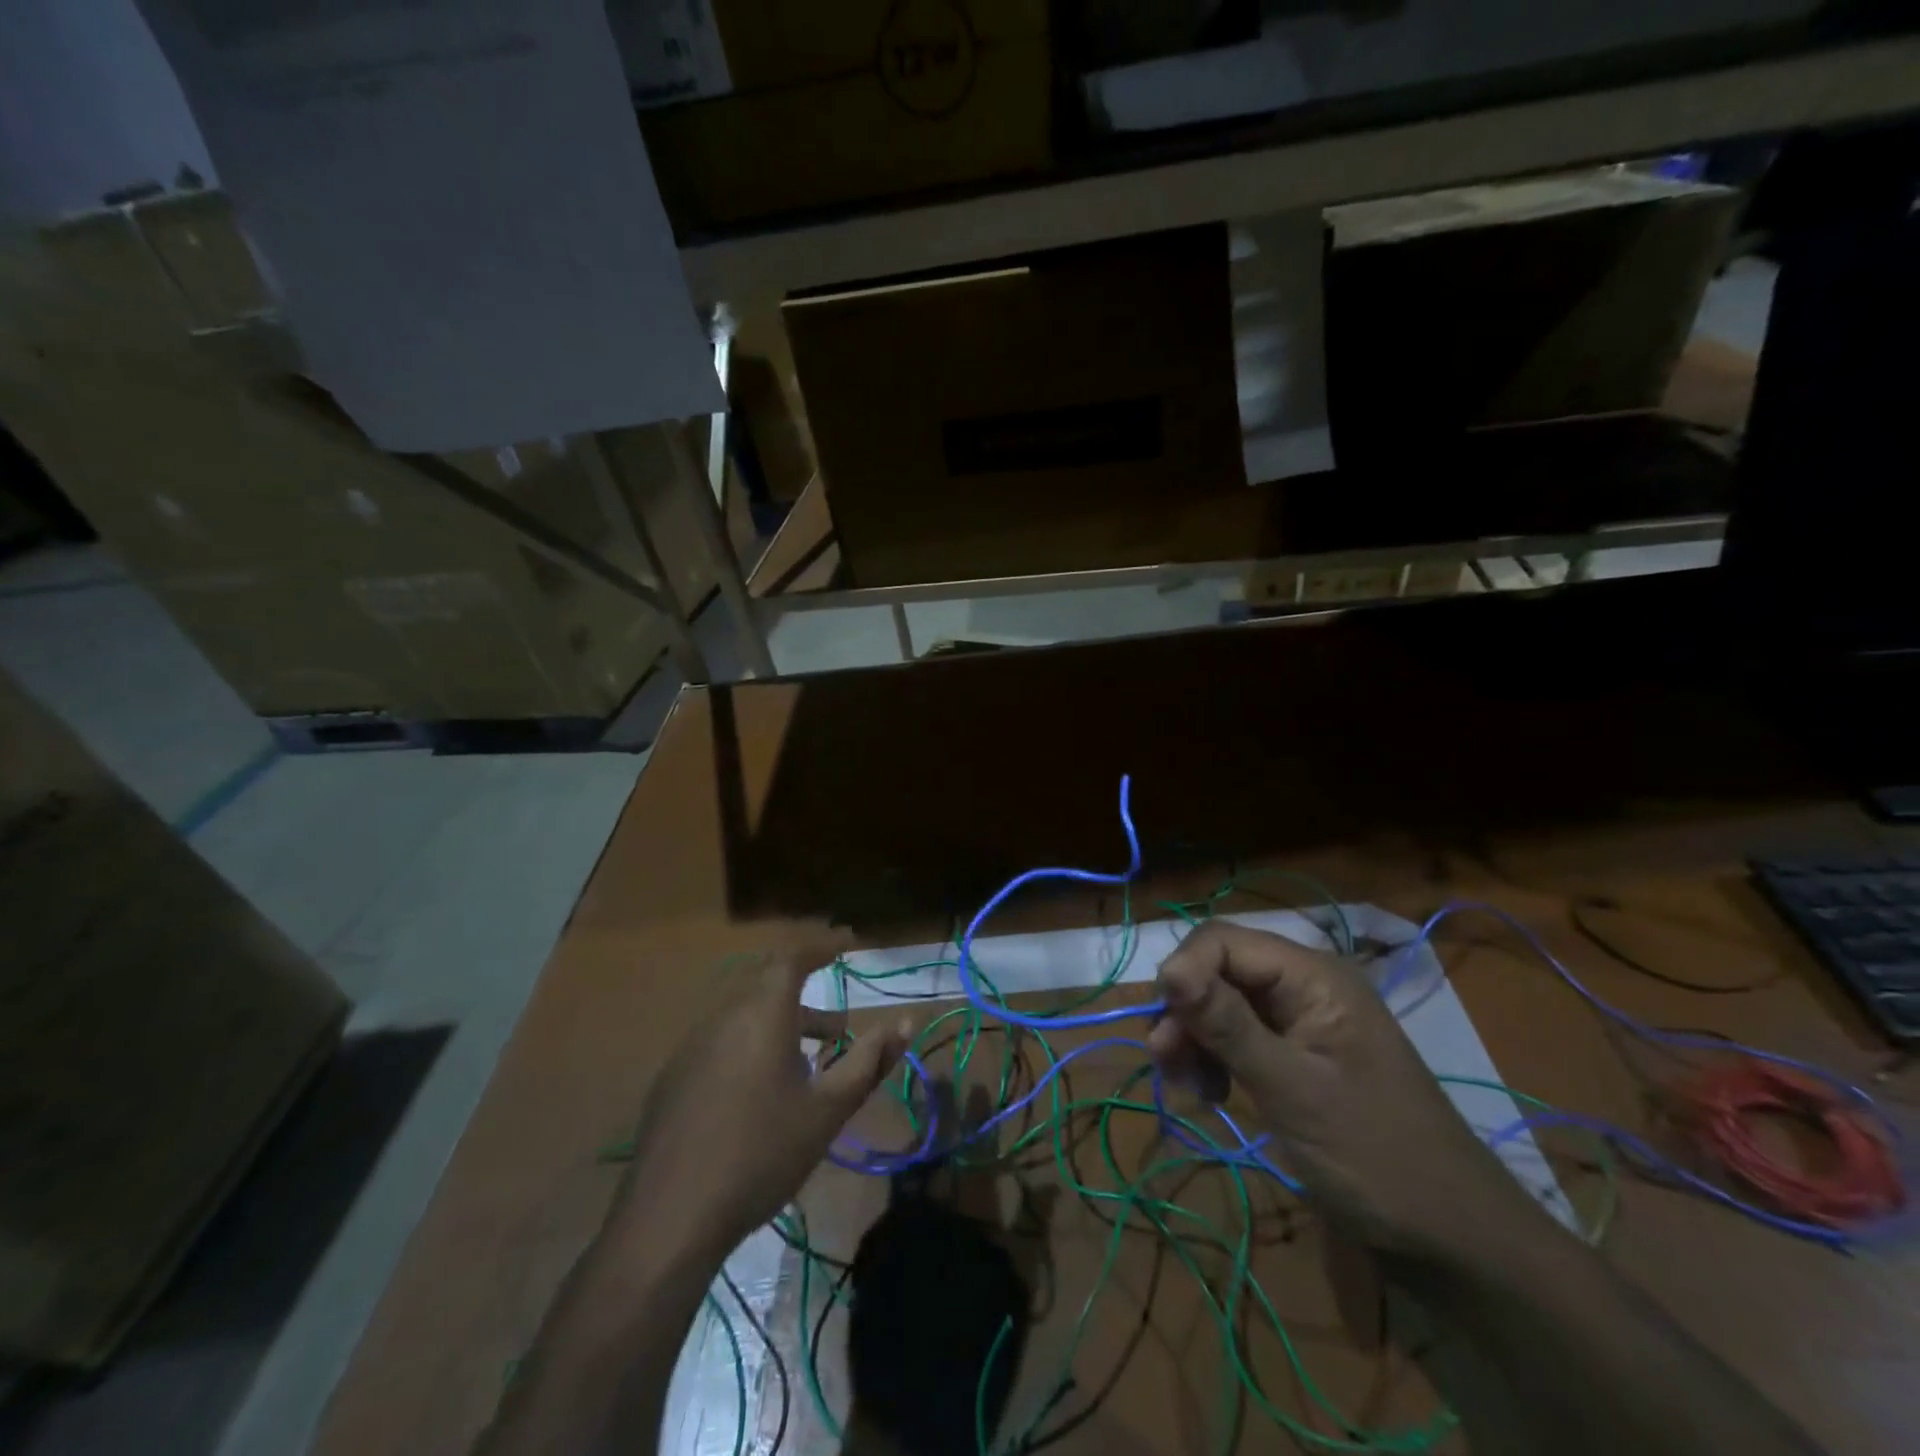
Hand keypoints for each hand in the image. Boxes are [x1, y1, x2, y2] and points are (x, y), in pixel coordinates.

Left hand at [614, 932, 910, 1258]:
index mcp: (762, 1014)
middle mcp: (724, 1017)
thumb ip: (869, 1061)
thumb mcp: (828, 1109)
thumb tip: (905, 1023)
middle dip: (806, 997)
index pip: (792, 958)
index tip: (846, 944)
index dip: (821, 947)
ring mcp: (691, 1047)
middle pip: (767, 985)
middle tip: (838, 1027)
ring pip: (744, 1016)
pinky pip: (721, 1041)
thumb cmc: (762, 1152)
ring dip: (780, 1026)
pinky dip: (751, 1045)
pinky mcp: (673, 1079)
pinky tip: (761, 1093)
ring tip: (808, 1066)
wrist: (670, 1217)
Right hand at [1148, 922, 1544, 1263]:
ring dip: (1194, 1039)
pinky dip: (1213, 1060)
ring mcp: (1300, 1020)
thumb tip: (1166, 968)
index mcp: (1312, 975)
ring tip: (1188, 1089)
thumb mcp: (1292, 1089)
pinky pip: (1236, 1037)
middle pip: (1217, 970)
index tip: (1162, 1028)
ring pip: (1219, 1004)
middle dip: (1185, 1012)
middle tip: (1165, 1064)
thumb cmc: (1375, 1157)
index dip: (1183, 972)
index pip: (1222, 941)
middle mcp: (1303, 984)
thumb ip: (1227, 1024)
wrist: (1453, 1238)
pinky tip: (1211, 1095)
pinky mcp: (1295, 1054)